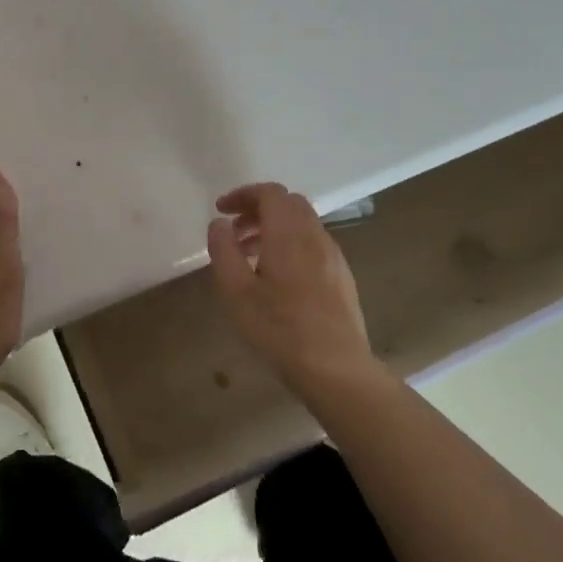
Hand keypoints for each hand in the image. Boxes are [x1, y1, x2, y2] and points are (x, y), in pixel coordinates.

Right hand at [207, 183, 377, 395]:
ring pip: (302, 224)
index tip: (222, 211)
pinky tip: (277, 278)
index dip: (243, 194)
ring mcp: (333, 256)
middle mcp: (315, 236)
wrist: (336, 368)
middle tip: (234, 231)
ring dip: (274, 228)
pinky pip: (313, 244)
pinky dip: (291, 244)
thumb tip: (220, 223)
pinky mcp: (342, 277)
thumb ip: (224, 250)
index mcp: (289, 233)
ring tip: (250, 256)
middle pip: (288, 204)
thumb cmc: (279, 329)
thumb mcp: (236, 291)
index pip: (270, 193)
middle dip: (259, 209)